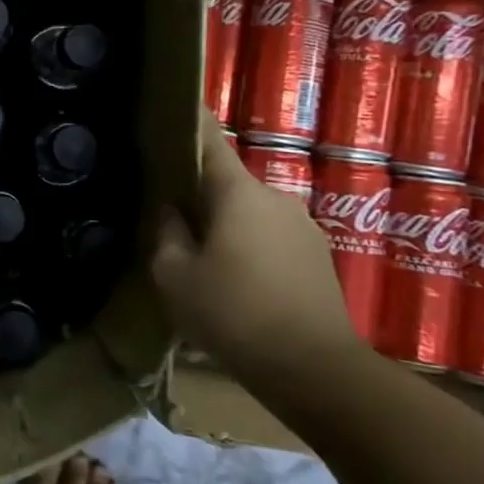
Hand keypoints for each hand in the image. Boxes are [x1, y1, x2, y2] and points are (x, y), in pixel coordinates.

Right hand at [150, 111, 363, 382]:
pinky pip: (270, 237)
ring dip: (224, 224)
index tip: (167, 112)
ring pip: (249, 212)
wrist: (316, 370)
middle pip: (227, 182)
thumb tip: (171, 211)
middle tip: (168, 215)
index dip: (188, 122)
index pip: (210, 140)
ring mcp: (302, 226)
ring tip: (200, 256)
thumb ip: (166, 234)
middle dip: (198, 192)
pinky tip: (234, 280)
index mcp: (238, 193)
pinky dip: (247, 246)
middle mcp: (276, 197)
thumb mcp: (175, 277)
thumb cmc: (234, 314)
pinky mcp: (317, 256)